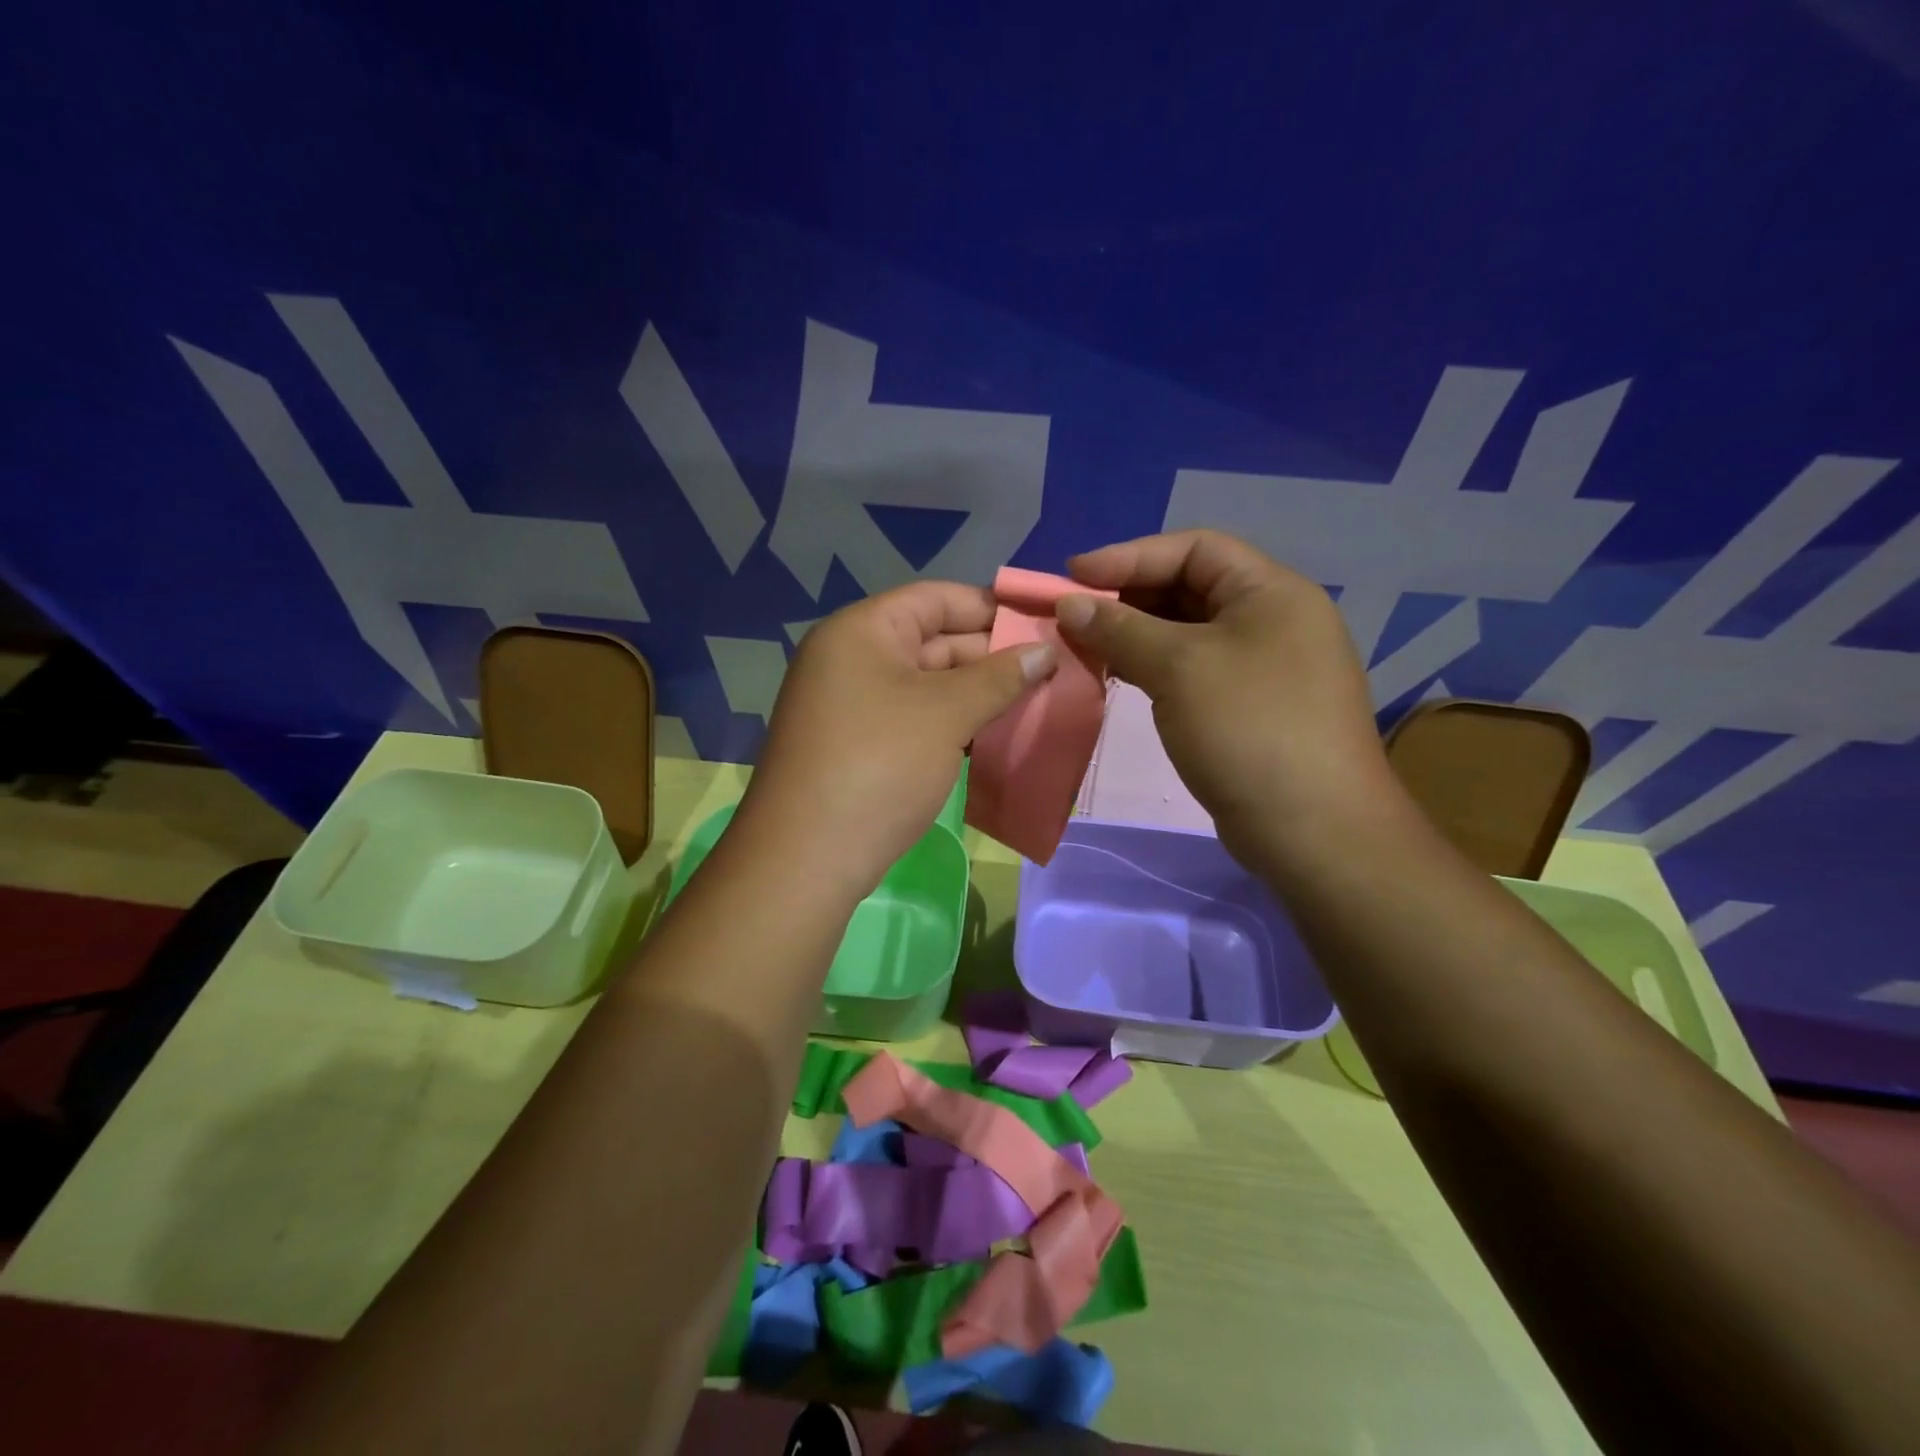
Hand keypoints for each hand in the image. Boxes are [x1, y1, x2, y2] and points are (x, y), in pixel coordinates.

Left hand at [737, 581, 1057, 898]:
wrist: (806, 858)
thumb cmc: (880, 766)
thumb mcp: (946, 714)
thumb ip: (999, 677)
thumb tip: (1045, 651)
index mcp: (862, 631)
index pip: (937, 598)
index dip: (992, 608)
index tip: (1043, 624)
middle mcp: (851, 658)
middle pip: (933, 640)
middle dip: (992, 656)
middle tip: (1052, 671)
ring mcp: (851, 704)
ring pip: (927, 685)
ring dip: (977, 694)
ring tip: (1035, 703)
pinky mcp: (857, 745)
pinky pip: (914, 718)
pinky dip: (952, 723)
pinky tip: (994, 736)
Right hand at [1055, 529, 1402, 870]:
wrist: (1313, 830)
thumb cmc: (1249, 729)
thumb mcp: (1180, 668)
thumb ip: (1121, 629)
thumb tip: (1068, 604)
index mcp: (1271, 592)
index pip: (1194, 548)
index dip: (1130, 555)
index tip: (1073, 576)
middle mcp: (1272, 620)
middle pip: (1190, 588)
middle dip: (1128, 596)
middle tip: (1073, 614)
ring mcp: (1264, 667)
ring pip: (1187, 633)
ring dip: (1135, 634)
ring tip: (1085, 645)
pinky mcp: (1249, 708)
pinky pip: (1193, 670)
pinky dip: (1153, 667)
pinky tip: (1118, 677)